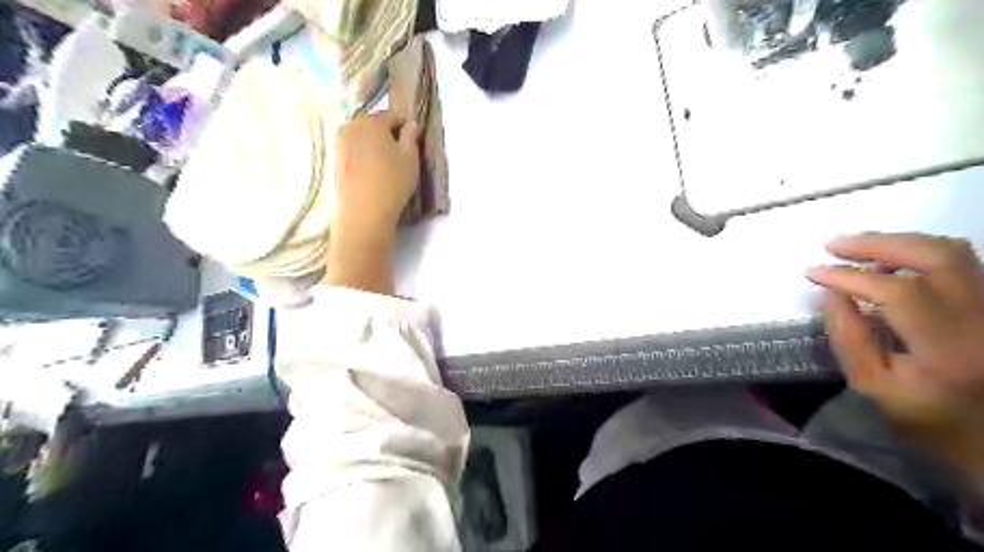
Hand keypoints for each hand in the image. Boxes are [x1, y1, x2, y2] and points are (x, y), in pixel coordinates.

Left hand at [325, 108, 419, 294]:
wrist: (363, 212)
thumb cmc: (392, 181)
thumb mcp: (410, 158)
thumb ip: (411, 137)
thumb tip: (411, 124)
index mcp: (371, 120)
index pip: (392, 115)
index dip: (405, 126)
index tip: (414, 140)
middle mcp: (351, 127)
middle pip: (373, 125)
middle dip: (387, 135)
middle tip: (401, 154)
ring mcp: (340, 144)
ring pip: (363, 139)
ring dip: (375, 146)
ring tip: (388, 165)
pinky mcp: (335, 162)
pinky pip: (355, 152)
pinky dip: (365, 157)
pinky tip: (374, 174)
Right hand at [808, 232, 982, 477]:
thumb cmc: (927, 417)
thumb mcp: (873, 387)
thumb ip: (848, 339)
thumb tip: (828, 294)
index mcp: (950, 348)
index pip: (899, 292)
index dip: (850, 277)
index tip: (812, 272)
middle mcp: (982, 318)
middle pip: (936, 257)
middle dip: (877, 244)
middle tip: (832, 246)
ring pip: (951, 251)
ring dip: (897, 243)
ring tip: (856, 251)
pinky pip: (957, 261)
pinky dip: (916, 252)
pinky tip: (888, 262)